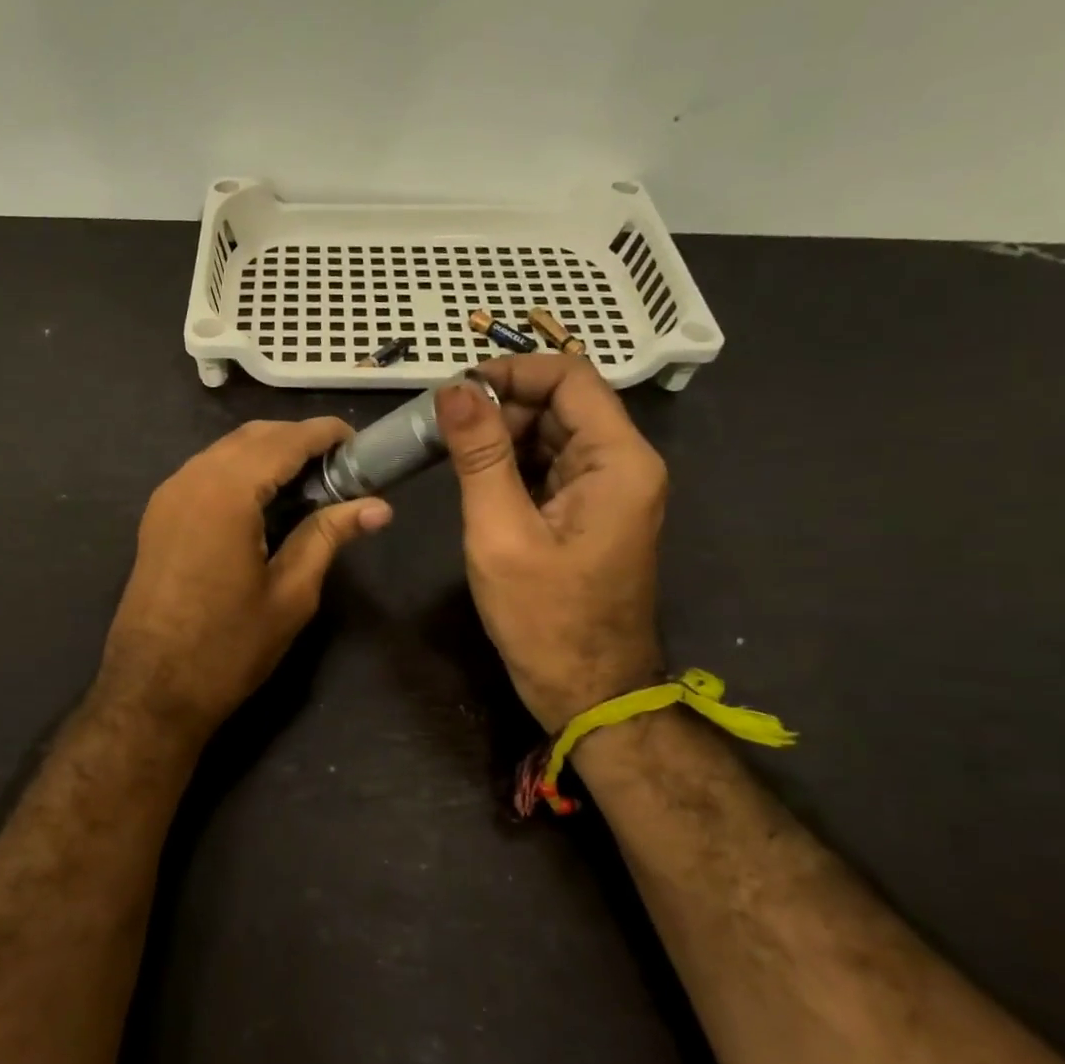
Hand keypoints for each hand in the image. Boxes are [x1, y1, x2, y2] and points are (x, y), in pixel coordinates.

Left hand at [96, 418, 392, 739]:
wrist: (151, 690)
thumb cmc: (228, 647)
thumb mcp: (290, 593)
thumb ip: (328, 536)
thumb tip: (378, 507)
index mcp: (226, 493)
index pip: (284, 441)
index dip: (324, 434)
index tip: (360, 443)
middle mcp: (191, 479)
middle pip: (252, 437)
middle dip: (298, 441)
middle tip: (340, 469)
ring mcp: (168, 496)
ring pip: (225, 451)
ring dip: (268, 454)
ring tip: (309, 484)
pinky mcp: (158, 516)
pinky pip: (205, 473)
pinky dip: (240, 471)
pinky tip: (265, 501)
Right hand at [435, 358, 667, 731]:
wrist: (588, 692)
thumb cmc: (545, 618)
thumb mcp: (501, 532)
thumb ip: (479, 455)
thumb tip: (453, 389)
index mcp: (618, 461)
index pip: (570, 377)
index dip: (512, 371)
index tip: (454, 391)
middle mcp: (623, 465)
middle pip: (561, 403)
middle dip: (501, 407)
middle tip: (441, 429)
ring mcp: (608, 490)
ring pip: (552, 435)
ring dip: (501, 437)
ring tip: (449, 453)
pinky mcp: (589, 513)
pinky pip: (550, 468)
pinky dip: (511, 465)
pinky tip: (474, 479)